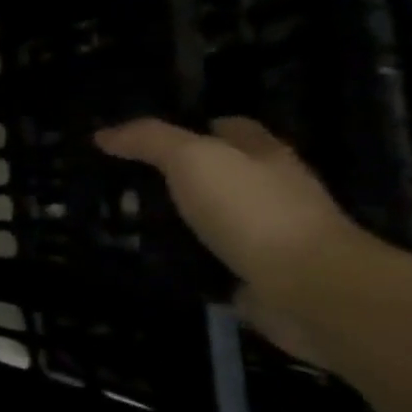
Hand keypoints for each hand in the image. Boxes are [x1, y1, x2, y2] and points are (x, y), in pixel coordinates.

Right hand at [94, 117, 368, 364]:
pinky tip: (151, 256)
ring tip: (128, 218)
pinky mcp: (256, 272)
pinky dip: (185, 254)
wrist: (308, 286)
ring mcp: (268, 234)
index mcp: (265, 156)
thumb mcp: (193, 159)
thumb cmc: (253, 209)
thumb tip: (104, 133)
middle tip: (129, 178)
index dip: (197, 125)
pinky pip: (211, 256)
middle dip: (185, 173)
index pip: (233, 129)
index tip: (152, 137)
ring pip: (215, 215)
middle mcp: (273, 190)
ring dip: (182, 217)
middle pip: (224, 172)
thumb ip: (149, 140)